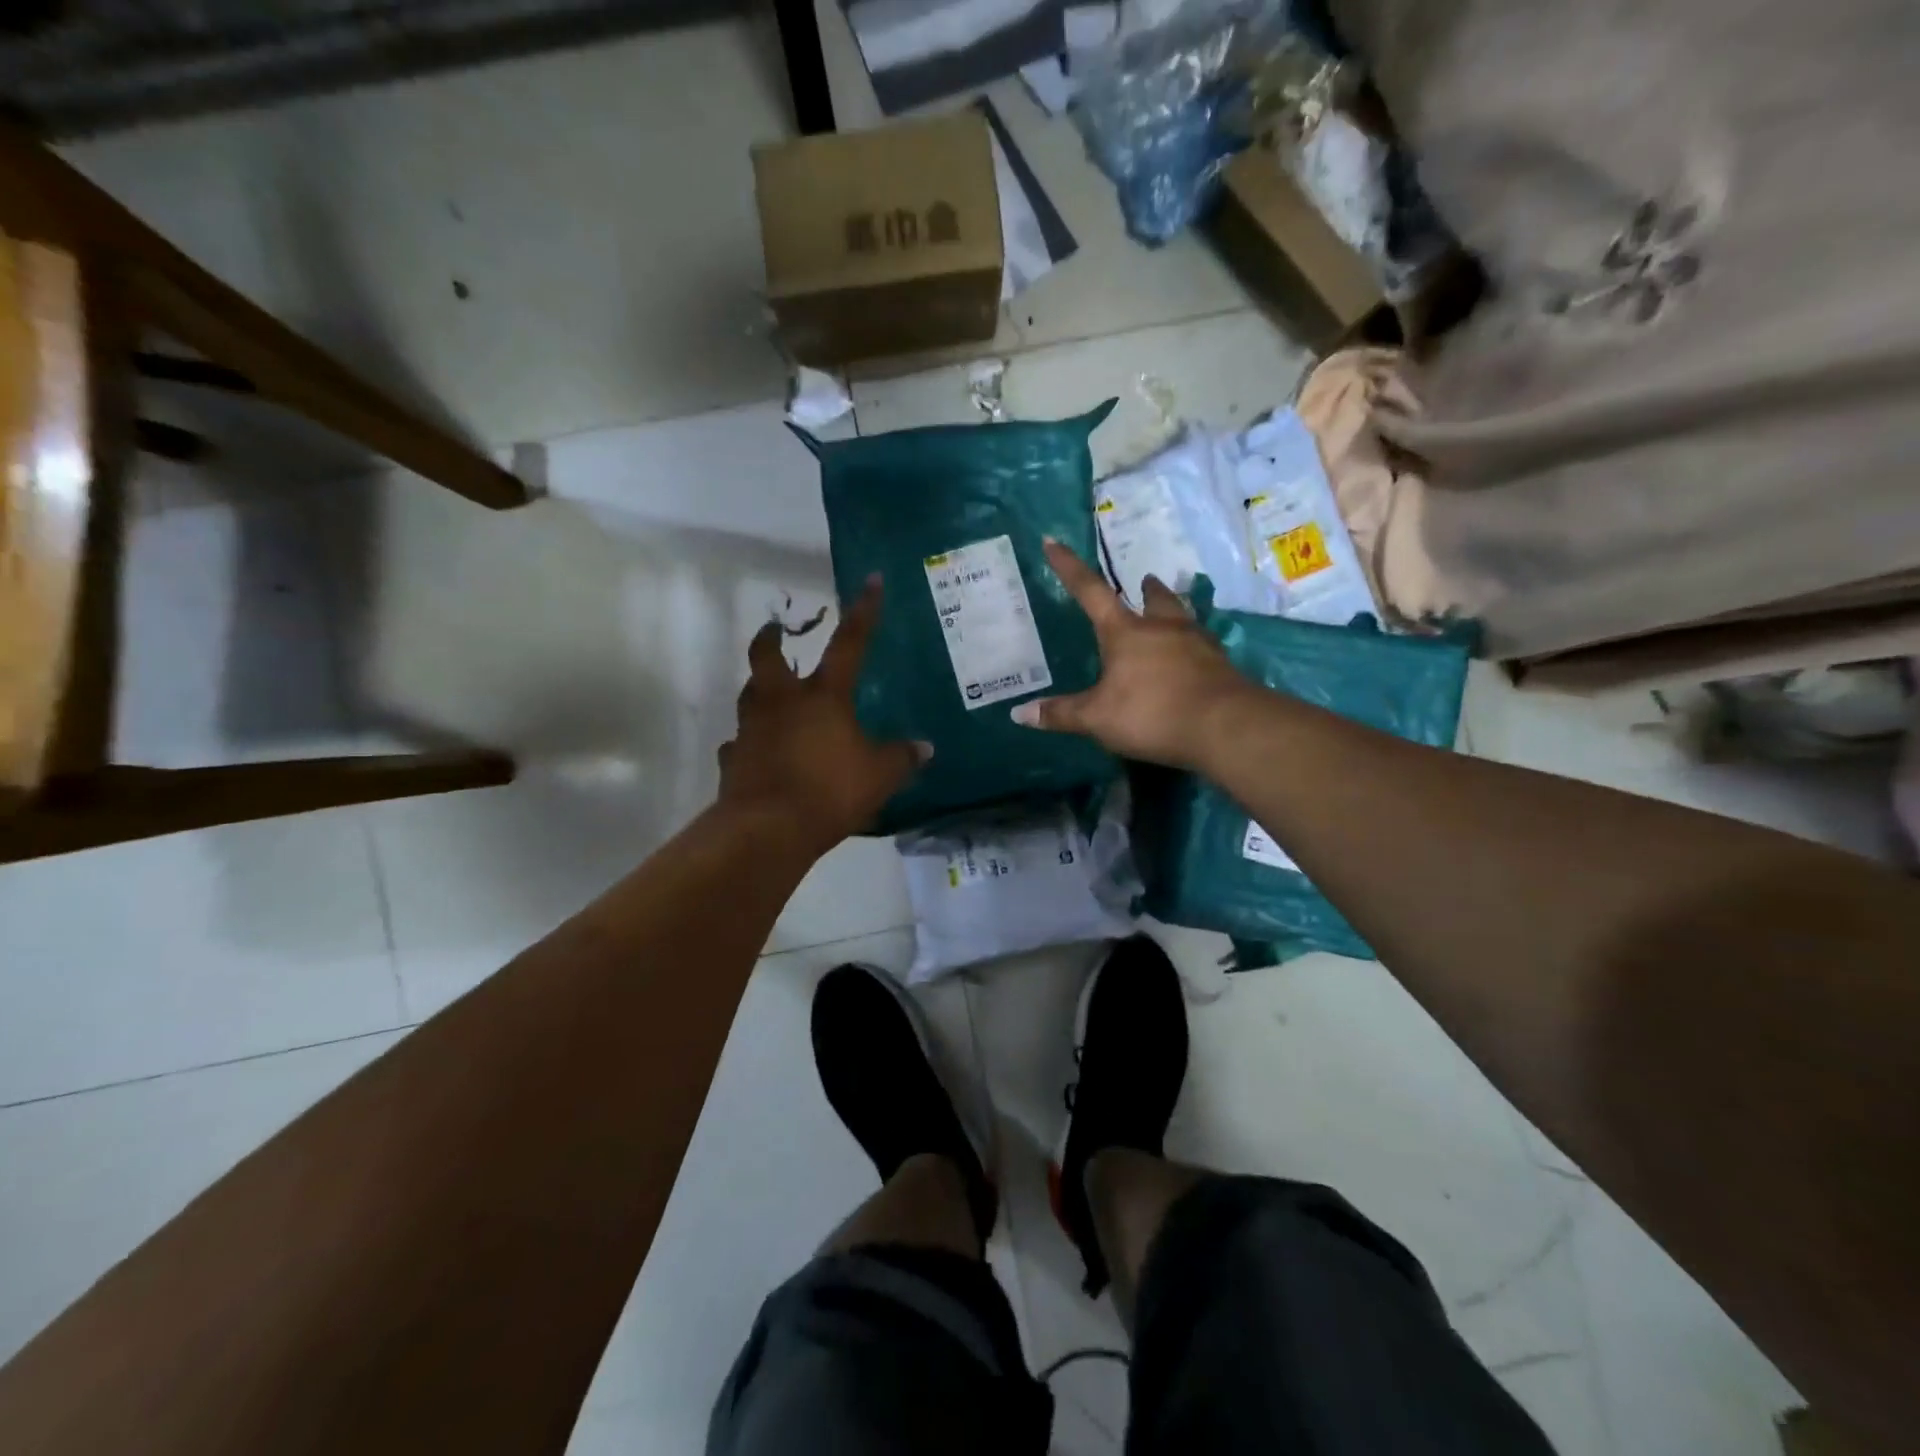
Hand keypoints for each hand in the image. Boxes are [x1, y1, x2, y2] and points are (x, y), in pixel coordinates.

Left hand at [718, 577, 927, 852]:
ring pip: (750, 696)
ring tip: (772, 695)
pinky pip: (739, 743)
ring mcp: (751, 729)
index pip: (849, 644)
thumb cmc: (829, 790)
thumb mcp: (880, 776)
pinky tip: (759, 752)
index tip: (871, 581)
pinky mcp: (732, 758)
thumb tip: (925, 747)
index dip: (863, 612)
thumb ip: (903, 758)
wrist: (768, 828)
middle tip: (776, 630)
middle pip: (767, 656)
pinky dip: (749, 743)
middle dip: (771, 638)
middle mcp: (782, 702)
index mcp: (823, 696)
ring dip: (760, 689)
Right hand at [1011, 539, 1255, 769]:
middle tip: (1143, 581)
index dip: (1068, 567)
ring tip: (1170, 614)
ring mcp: (1197, 643)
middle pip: (1153, 598)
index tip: (1053, 541)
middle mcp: (1162, 628)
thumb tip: (1020, 714)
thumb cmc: (1152, 713)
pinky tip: (1193, 657)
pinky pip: (1202, 646)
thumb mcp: (1097, 718)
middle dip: (1145, 589)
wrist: (1225, 726)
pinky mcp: (1221, 665)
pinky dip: (1192, 645)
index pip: (1090, 592)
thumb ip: (1061, 714)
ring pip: (1182, 617)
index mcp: (1125, 632)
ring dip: (1173, 610)